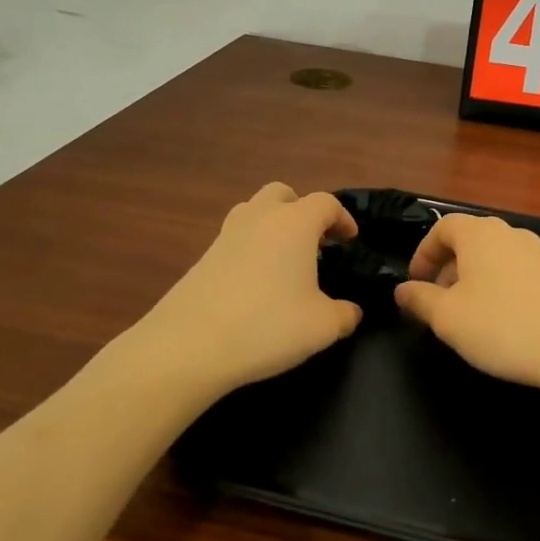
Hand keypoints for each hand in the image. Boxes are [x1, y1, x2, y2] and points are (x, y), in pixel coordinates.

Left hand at [133, 183, 362, 396]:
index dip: (342, 218)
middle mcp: (260, 218)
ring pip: (254, 211)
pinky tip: (256, 283)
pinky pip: (235, 238)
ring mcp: (226, 235)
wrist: (188, 345)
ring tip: (284, 259)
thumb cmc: (267, 326)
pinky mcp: (203, 257)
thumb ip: (345, 315)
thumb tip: (351, 312)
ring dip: (272, 224)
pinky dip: (251, 248)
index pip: (325, 203)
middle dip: (301, 210)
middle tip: (315, 241)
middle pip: (282, 194)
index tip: (350, 240)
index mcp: (294, 223)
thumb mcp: (321, 327)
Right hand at [394, 213, 539, 389]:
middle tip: (437, 302)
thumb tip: (402, 289)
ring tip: (467, 316)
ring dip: (472, 279)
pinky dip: (498, 287)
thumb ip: (420, 300)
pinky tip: (501, 322)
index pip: (442, 227)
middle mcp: (509, 233)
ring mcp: (537, 253)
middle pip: (469, 240)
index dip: (423, 253)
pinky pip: (515, 272)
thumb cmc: (503, 326)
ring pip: (493, 257)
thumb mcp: (448, 318)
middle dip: (447, 268)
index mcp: (479, 234)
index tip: (415, 284)